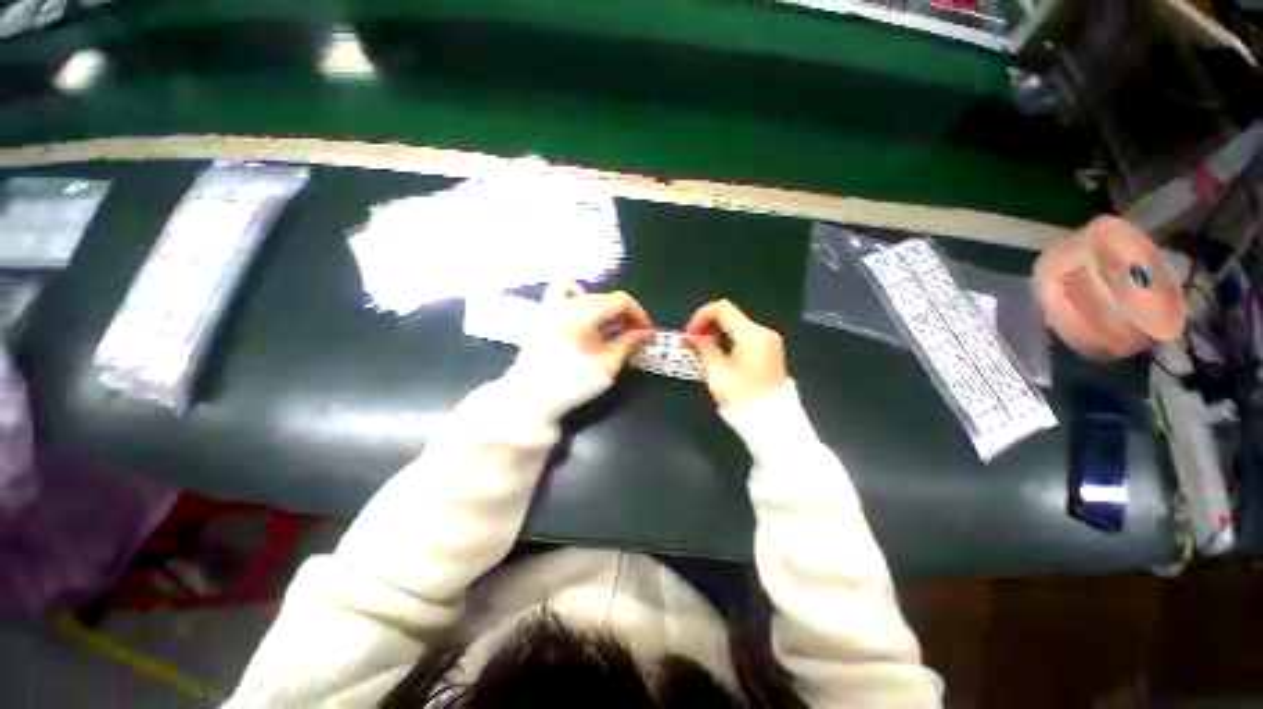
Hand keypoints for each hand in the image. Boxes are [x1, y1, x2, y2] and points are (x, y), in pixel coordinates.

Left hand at [542, 284, 653, 376]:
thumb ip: (629, 343)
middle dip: (625, 315)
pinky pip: (561, 293)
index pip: (622, 300)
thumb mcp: (608, 364)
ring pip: (589, 297)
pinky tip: (582, 313)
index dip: (639, 314)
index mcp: (586, 310)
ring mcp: (553, 306)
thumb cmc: (573, 382)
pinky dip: (576, 296)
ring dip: (606, 310)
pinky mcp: (543, 316)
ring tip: (611, 330)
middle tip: (634, 337)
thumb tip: (647, 333)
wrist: (530, 398)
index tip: (647, 333)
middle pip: (606, 298)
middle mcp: (569, 301)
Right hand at [683, 300, 787, 407]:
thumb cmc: (742, 397)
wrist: (771, 422)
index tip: (689, 334)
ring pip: (736, 324)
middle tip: (692, 341)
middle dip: (707, 324)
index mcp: (752, 335)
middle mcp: (764, 332)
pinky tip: (717, 352)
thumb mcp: (717, 373)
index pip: (723, 308)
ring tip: (701, 348)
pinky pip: (744, 335)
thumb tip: (687, 336)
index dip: (701, 316)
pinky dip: (728, 338)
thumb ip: (702, 348)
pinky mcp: (769, 350)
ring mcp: (769, 341)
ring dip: (716, 331)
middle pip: (730, 315)